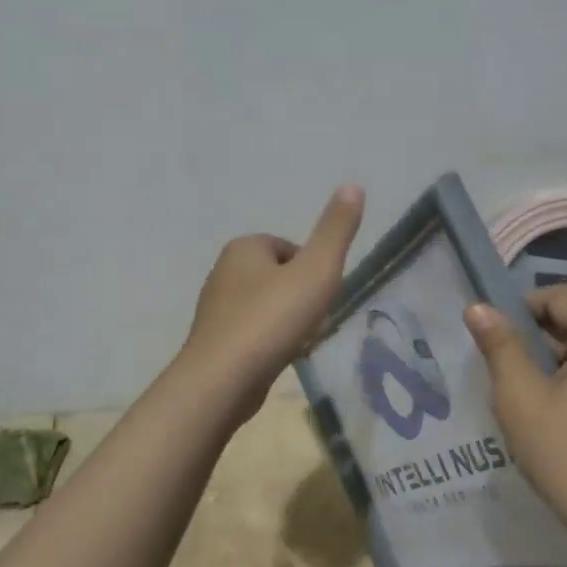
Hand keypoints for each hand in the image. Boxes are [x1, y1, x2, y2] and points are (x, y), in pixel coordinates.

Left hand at [179, 185, 364, 420]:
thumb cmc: (272, 319)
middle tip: (313, 320)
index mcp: (243, 248)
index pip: (289, 248)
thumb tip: (354, 185)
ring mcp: (214, 309)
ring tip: (297, 342)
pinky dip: (268, 342)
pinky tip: (278, 359)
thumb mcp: (317, 270)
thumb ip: (336, 230)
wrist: (222, 380)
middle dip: (298, 296)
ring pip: (264, 306)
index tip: (321, 296)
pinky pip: (251, 333)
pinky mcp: (213, 342)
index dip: (312, 270)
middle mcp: (223, 272)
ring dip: (284, 321)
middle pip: (277, 277)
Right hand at [463, 285, 566, 551]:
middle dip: (540, 338)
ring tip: (531, 396)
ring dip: (561, 359)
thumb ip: (500, 346)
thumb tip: (478, 307)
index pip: (560, 296)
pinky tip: (564, 413)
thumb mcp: (521, 398)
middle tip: (509, 373)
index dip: (521, 310)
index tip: (495, 342)